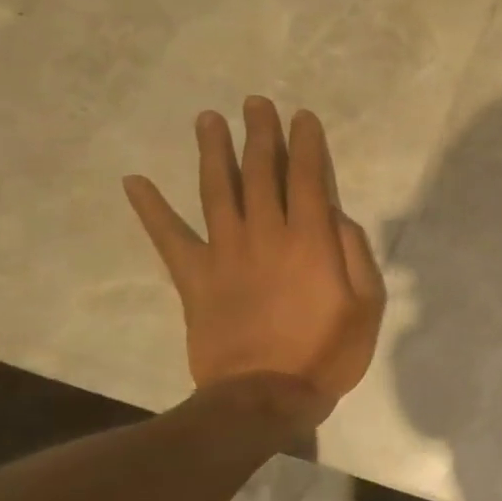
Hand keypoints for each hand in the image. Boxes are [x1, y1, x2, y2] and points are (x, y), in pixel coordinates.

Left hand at [123, 97, 384, 424]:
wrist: (264, 397)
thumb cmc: (328, 351)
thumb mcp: (367, 304)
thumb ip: (356, 254)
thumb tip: (338, 217)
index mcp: (310, 240)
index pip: (307, 178)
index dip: (306, 145)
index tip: (302, 117)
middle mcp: (265, 235)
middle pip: (261, 174)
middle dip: (260, 135)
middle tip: (255, 103)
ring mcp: (225, 254)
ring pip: (217, 192)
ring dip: (213, 153)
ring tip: (208, 120)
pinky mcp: (194, 278)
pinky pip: (169, 238)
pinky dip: (151, 210)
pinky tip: (135, 182)